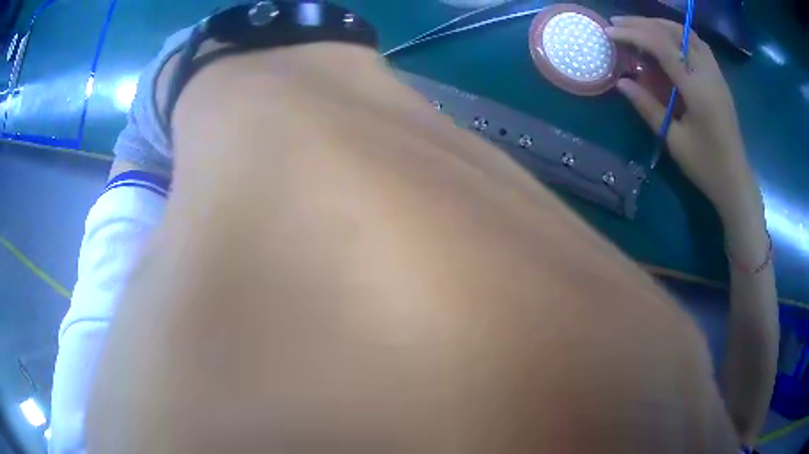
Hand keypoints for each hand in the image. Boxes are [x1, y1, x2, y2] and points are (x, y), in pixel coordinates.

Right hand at [605, 17, 759, 217]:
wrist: (735, 180)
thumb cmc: (706, 166)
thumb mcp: (674, 140)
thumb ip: (648, 107)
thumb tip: (621, 82)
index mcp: (697, 89)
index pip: (661, 45)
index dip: (633, 34)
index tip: (609, 33)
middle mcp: (708, 73)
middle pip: (673, 31)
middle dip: (643, 23)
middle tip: (618, 24)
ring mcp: (716, 73)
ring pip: (687, 33)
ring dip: (660, 24)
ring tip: (639, 26)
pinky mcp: (718, 78)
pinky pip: (697, 43)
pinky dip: (677, 34)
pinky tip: (666, 39)